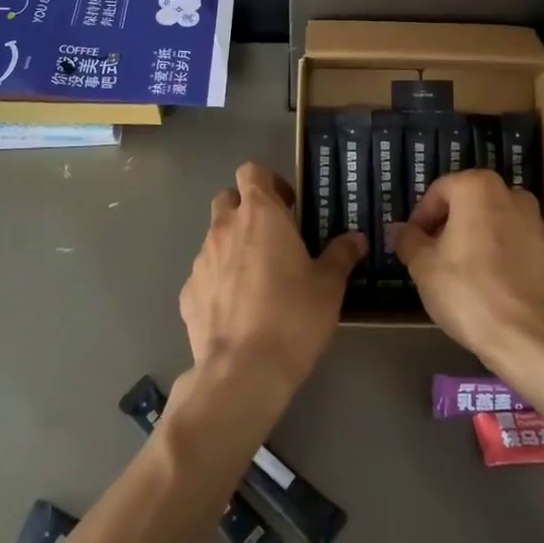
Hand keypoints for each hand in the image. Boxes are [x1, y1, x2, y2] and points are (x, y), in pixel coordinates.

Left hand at [178, 163, 363, 407]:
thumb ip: (341, 255)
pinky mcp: (187, 292)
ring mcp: (201, 260)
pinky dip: (219, 281)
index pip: (252, 171)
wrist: (243, 371)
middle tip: (273, 237)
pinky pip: (205, 275)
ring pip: (215, 237)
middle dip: (247, 209)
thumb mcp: (329, 286)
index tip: (288, 205)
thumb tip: (356, 238)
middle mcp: (224, 228)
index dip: (269, 181)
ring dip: (234, 246)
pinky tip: (238, 309)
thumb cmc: (293, 317)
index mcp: (260, 215)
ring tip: (258, 279)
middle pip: (228, 198)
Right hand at [395, 170, 543, 373]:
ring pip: (494, 225)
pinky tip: (488, 288)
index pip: (439, 191)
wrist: (533, 337)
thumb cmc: (470, 292)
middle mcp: (512, 195)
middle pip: (469, 204)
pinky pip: (515, 247)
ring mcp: (538, 223)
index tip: (412, 244)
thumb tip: (399, 230)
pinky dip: (499, 258)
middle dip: (448, 227)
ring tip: (459, 275)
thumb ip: (408, 241)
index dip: (420, 217)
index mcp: (478, 188)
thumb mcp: (424, 267)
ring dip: (474, 241)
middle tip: (432, 258)